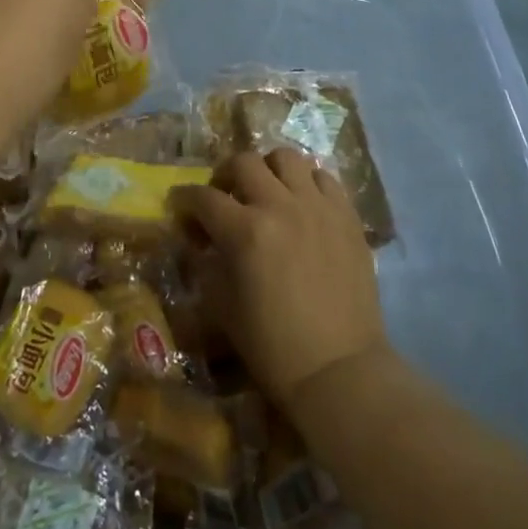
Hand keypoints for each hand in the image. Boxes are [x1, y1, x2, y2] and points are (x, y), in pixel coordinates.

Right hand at [173, 149, 387, 410]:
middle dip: (225, 175)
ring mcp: (318, 206)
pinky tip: (302, 203)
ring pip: (287, 157)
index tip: (180, 206)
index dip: (185, 200)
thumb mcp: (223, 307)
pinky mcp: (347, 215)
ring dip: (269, 169)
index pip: (203, 197)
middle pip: (244, 162)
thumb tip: (198, 240)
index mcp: (245, 231)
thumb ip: (207, 264)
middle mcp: (280, 206)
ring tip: (267, 191)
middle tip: (224, 195)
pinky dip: (308, 182)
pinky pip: (325, 178)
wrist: (339, 371)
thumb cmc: (273, 347)